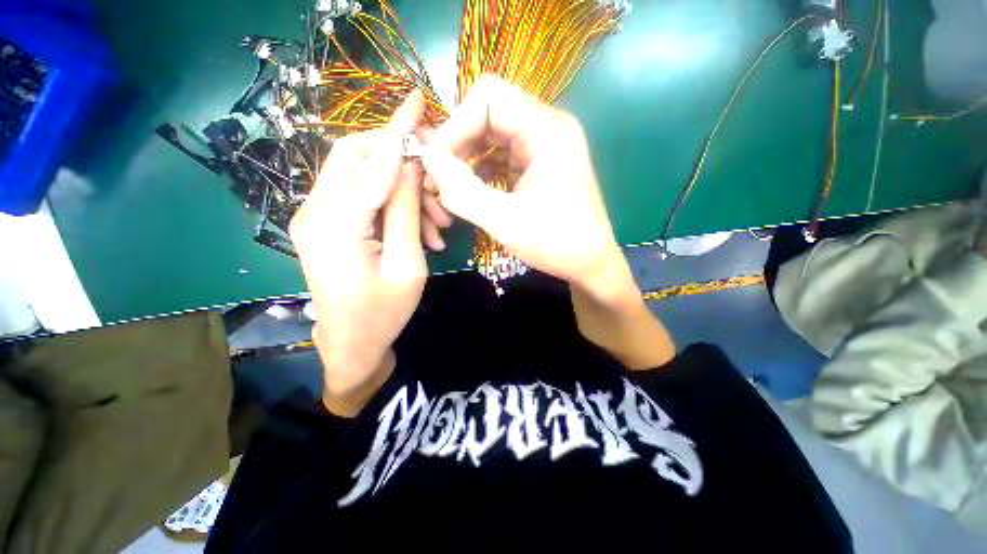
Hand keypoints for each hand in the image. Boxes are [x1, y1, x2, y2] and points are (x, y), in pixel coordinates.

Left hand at [290, 91, 427, 414]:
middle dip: (398, 156)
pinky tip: (417, 228)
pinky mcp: (323, 225)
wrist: (351, 344)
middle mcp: (314, 212)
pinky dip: (388, 203)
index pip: (372, 163)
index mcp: (336, 226)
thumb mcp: (408, 265)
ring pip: (359, 176)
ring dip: (400, 189)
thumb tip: (412, 169)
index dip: (398, 130)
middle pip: (354, 157)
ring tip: (436, 224)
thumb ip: (407, 213)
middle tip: (434, 178)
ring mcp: (314, 218)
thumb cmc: (384, 313)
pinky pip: (357, 197)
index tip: (417, 99)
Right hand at [422, 75, 637, 305]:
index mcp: (548, 130)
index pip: (489, 97)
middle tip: (439, 178)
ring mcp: (543, 146)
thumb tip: (427, 158)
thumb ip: (463, 191)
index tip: (437, 162)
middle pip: (488, 113)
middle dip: (458, 143)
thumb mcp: (506, 222)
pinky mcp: (537, 165)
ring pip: (491, 135)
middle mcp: (547, 128)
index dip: (456, 124)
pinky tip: (470, 191)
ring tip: (449, 187)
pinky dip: (480, 170)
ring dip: (466, 158)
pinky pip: (500, 155)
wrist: (589, 264)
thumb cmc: (557, 244)